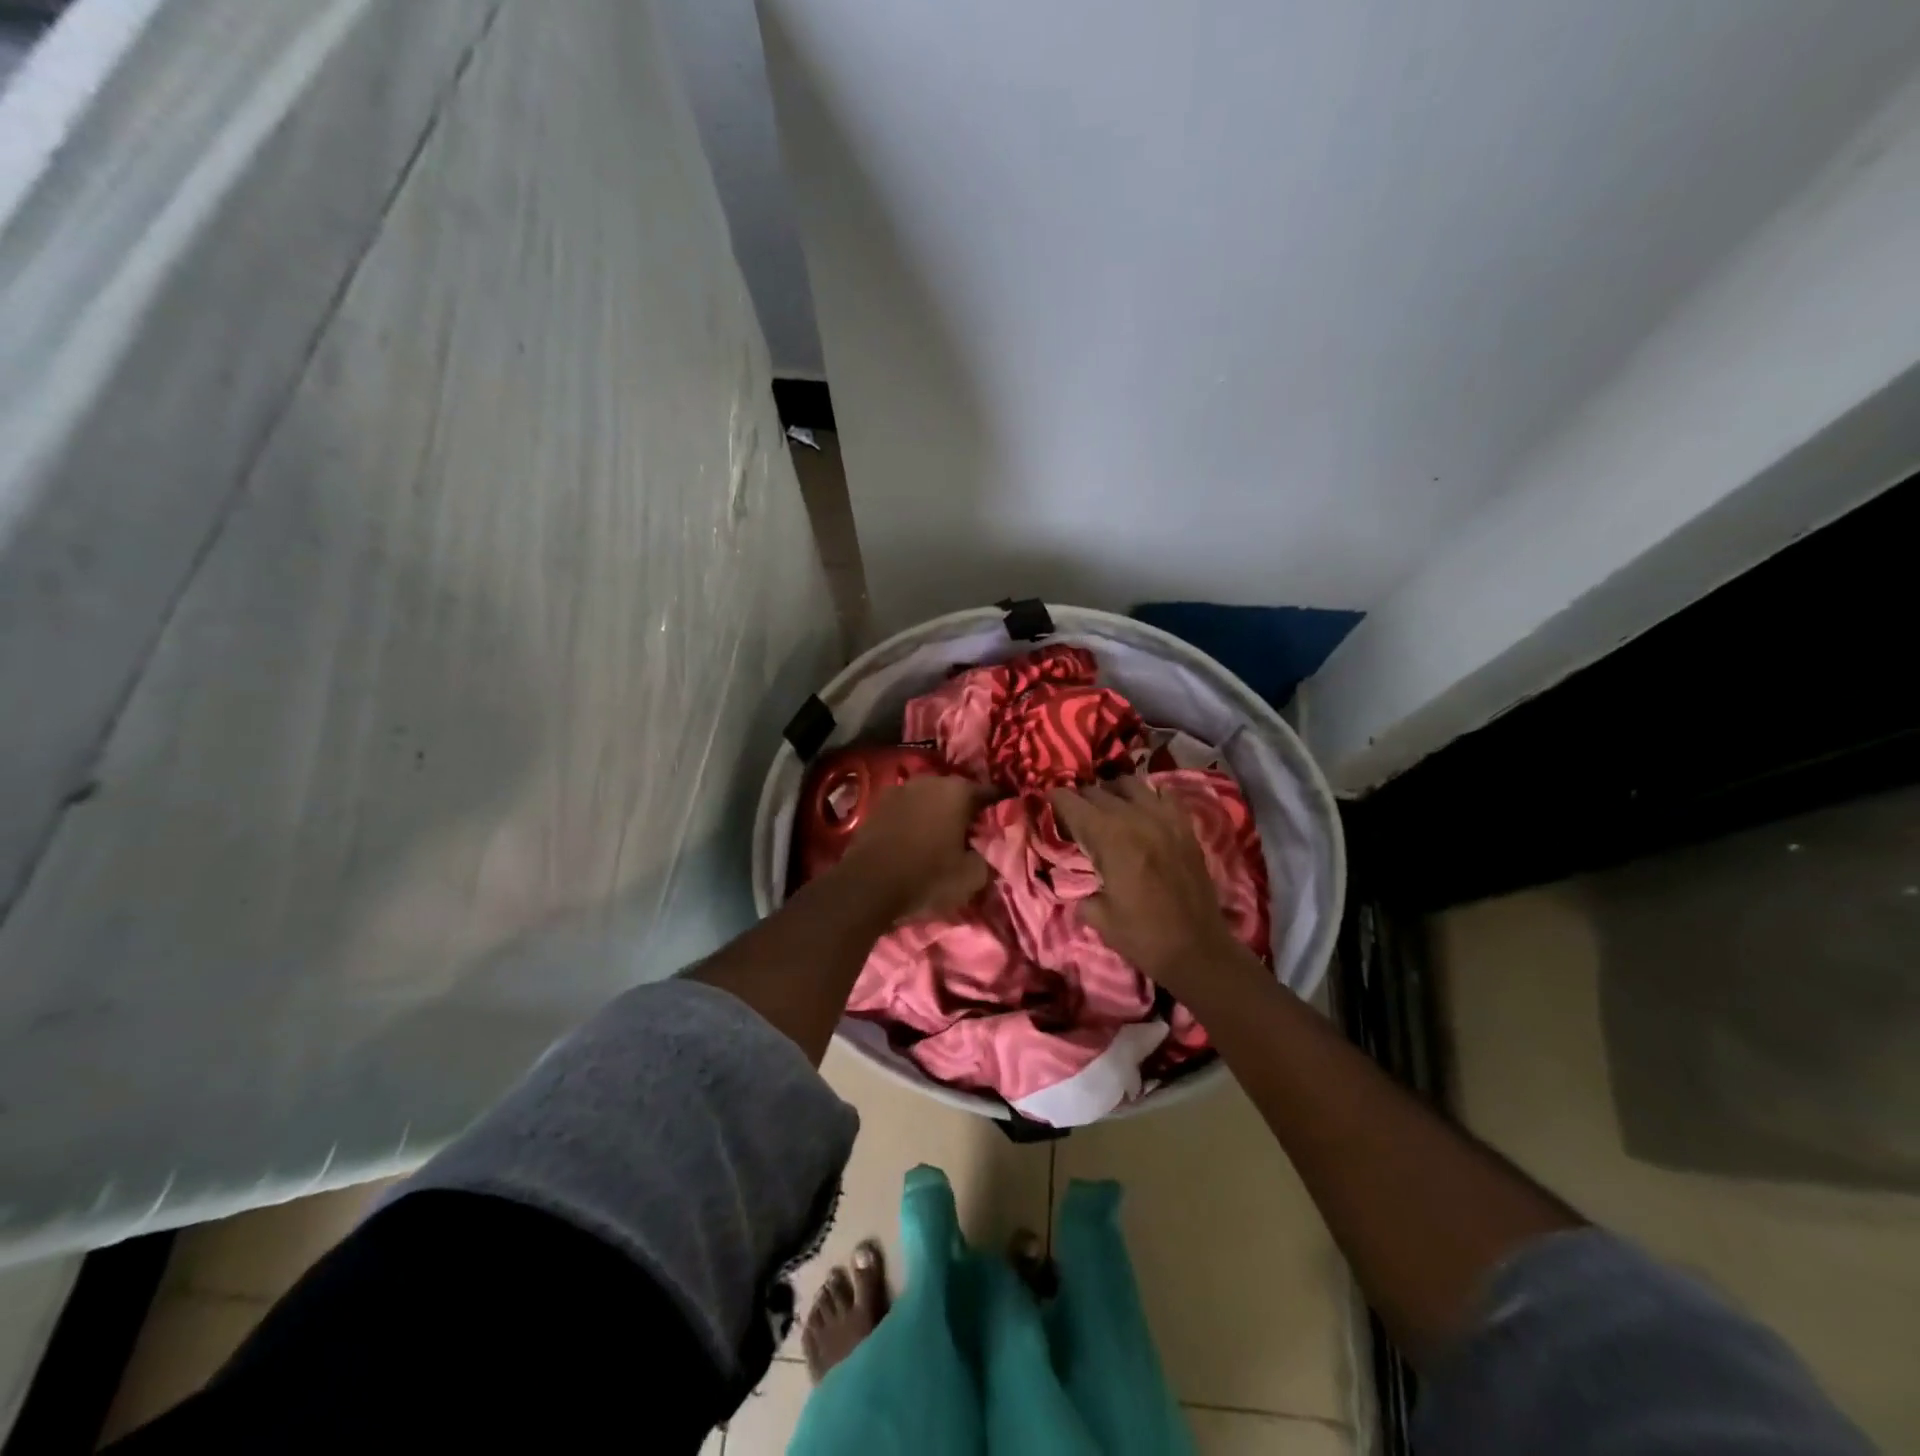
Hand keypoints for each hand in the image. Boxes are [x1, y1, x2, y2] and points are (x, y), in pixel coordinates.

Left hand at [840, 774, 993, 920]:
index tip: (1003, 824)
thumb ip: (989, 855)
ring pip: (929, 798)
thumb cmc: (927, 877)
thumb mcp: (972, 877)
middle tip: (972, 834)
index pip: (990, 793)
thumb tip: (990, 847)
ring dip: (937, 813)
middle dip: (966, 810)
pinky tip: (915, 839)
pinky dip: (914, 820)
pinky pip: (907, 809)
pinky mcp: (877, 804)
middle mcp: (930, 780)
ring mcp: (900, 789)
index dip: (999, 809)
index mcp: (958, 791)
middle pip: (958, 792)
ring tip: (942, 838)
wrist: (866, 886)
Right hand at [1048, 777, 1255, 993]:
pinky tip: (1142, 812)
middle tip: (1072, 816)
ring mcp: (1164, 819)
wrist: (1198, 950)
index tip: (1046, 805)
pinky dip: (1147, 796)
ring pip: (1130, 783)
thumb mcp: (1097, 916)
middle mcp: (1135, 818)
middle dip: (1079, 800)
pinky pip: (1163, 794)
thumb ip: (1079, 888)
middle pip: (1098, 790)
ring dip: (1112, 792)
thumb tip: (1073, 877)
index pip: (1072, 802)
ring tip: (1107, 809)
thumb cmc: (1142, 936)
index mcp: (1109, 838)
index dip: (1054, 800)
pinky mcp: (1185, 826)